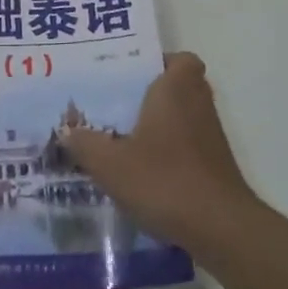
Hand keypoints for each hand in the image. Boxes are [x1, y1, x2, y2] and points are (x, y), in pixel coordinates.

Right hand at [61, 52, 258, 252]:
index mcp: (176, 89)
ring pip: (183, 117)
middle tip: (117, 103)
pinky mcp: (215, 166)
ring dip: (159, 124)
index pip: (180, 59)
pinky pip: (188, 145)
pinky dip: (169, 151)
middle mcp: (198, 105)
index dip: (159, 62)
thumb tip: (68, 132)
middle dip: (151, 93)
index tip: (130, 75)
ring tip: (121, 137)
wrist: (220, 229)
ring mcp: (210, 137)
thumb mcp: (110, 163)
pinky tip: (141, 171)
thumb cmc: (164, 180)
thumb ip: (84, 143)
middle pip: (179, 86)